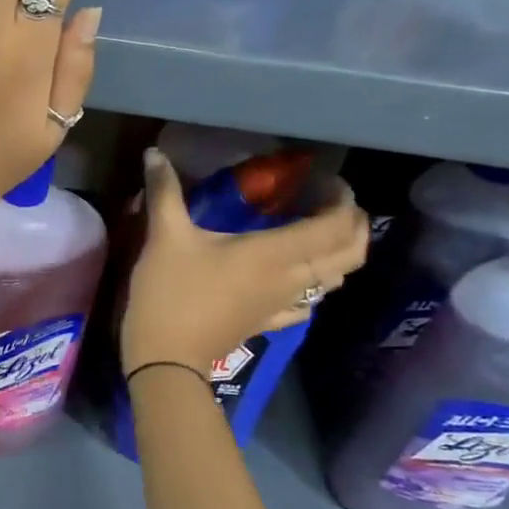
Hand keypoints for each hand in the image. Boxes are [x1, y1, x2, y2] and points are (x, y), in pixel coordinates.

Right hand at [121, 149, 369, 376]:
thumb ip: (164, 191)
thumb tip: (154, 152)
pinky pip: (310, 303)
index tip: (325, 180)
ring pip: (335, 279)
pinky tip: (296, 276)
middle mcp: (291, 279)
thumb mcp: (165, 236)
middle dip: (353, 225)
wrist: (166, 356)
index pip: (334, 225)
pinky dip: (315, 284)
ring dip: (340, 253)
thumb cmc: (170, 291)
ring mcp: (283, 305)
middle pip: (350, 254)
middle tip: (331, 202)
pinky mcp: (269, 322)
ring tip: (319, 231)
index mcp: (274, 253)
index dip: (341, 200)